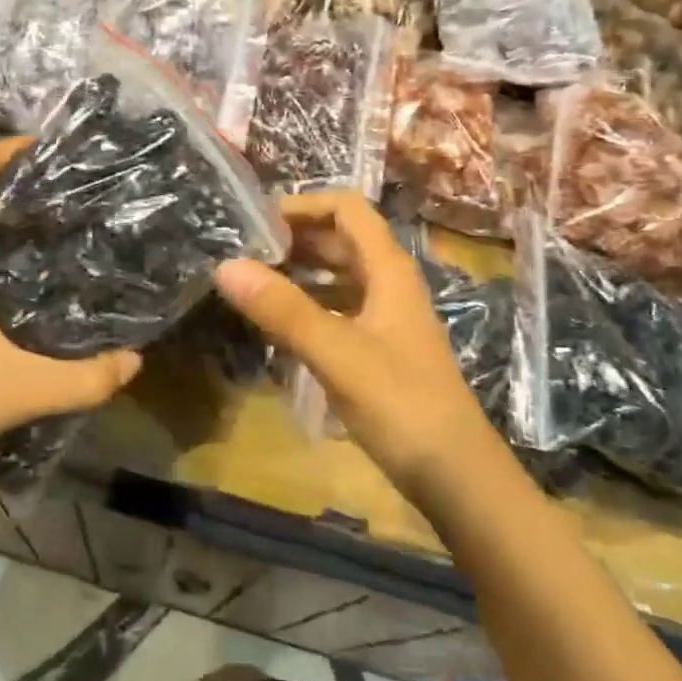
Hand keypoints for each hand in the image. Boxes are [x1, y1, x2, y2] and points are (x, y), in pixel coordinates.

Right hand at [214, 191, 500, 500]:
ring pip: (340, 275)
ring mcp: (387, 317)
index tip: (257, 221)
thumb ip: (282, 309)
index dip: (304, 204)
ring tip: (253, 282)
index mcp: (388, 269)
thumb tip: (225, 265)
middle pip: (342, 239)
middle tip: (244, 251)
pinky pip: (339, 309)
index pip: (347, 208)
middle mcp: (390, 283)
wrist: (456, 476)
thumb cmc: (401, 404)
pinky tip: (278, 324)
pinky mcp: (381, 349)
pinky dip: (309, 305)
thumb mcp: (336, 353)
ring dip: (301, 271)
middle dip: (296, 237)